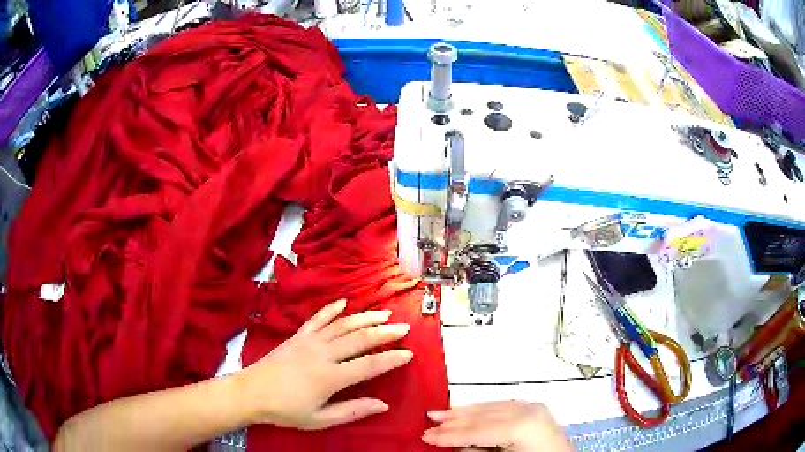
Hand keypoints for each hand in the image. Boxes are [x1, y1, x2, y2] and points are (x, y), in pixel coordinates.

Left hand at [234, 299, 412, 429]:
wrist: (252, 392)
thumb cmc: (286, 410)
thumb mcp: (320, 419)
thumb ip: (352, 411)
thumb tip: (383, 405)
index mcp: (330, 377)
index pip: (369, 365)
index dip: (391, 359)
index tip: (408, 353)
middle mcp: (323, 354)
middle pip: (359, 339)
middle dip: (384, 333)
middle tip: (403, 327)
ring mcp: (309, 341)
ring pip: (342, 325)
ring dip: (364, 318)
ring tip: (383, 314)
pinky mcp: (297, 336)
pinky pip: (317, 319)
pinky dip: (331, 309)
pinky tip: (343, 303)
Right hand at [422, 401, 573, 451]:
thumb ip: (477, 451)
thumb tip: (453, 445)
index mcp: (522, 426)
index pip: (477, 430)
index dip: (449, 435)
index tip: (426, 436)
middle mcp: (529, 411)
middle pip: (483, 415)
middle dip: (454, 421)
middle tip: (428, 423)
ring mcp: (535, 408)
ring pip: (492, 407)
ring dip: (465, 411)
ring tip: (441, 414)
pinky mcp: (536, 410)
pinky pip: (504, 406)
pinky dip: (484, 409)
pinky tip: (470, 410)